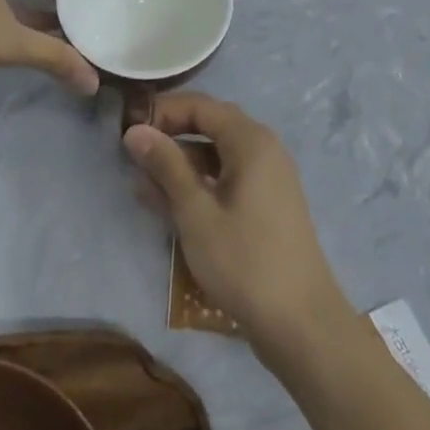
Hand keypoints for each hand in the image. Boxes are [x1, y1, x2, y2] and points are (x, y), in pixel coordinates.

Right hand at [125, 94, 351, 359]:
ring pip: (216, 155)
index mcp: (250, 141)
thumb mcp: (195, 212)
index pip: (200, 106)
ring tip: (141, 182)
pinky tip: (168, 203)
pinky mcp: (266, 204)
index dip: (162, 111)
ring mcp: (268, 178)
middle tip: (133, 154)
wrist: (300, 323)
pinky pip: (226, 178)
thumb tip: (134, 130)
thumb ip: (166, 166)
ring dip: (180, 164)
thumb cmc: (244, 261)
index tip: (128, 130)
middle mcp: (263, 149)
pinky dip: (198, 184)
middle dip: (170, 136)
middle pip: (210, 126)